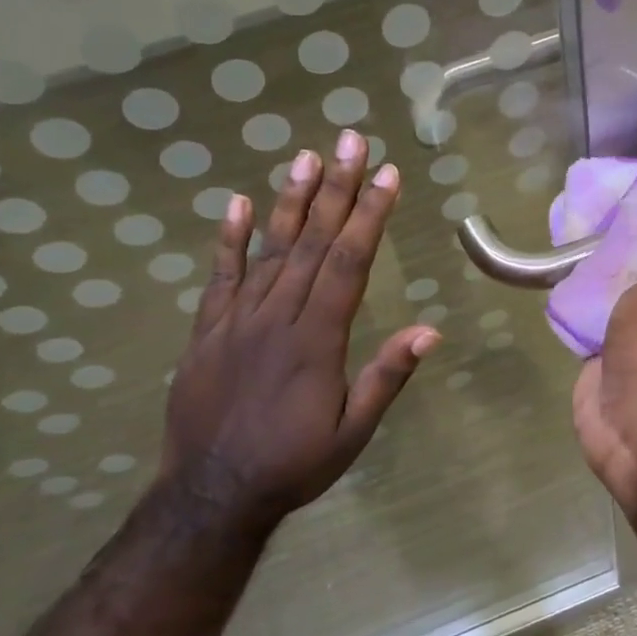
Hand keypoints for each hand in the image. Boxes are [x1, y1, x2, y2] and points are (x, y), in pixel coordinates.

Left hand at [159, 131, 439, 533]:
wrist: (211, 494)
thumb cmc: (293, 464)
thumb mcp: (353, 431)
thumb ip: (387, 376)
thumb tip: (430, 329)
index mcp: (317, 339)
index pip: (349, 262)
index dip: (370, 216)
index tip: (388, 175)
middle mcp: (277, 317)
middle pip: (311, 242)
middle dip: (337, 189)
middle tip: (351, 141)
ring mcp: (236, 320)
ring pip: (268, 250)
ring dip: (289, 201)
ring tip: (306, 157)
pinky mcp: (206, 331)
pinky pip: (218, 278)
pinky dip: (227, 241)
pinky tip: (234, 205)